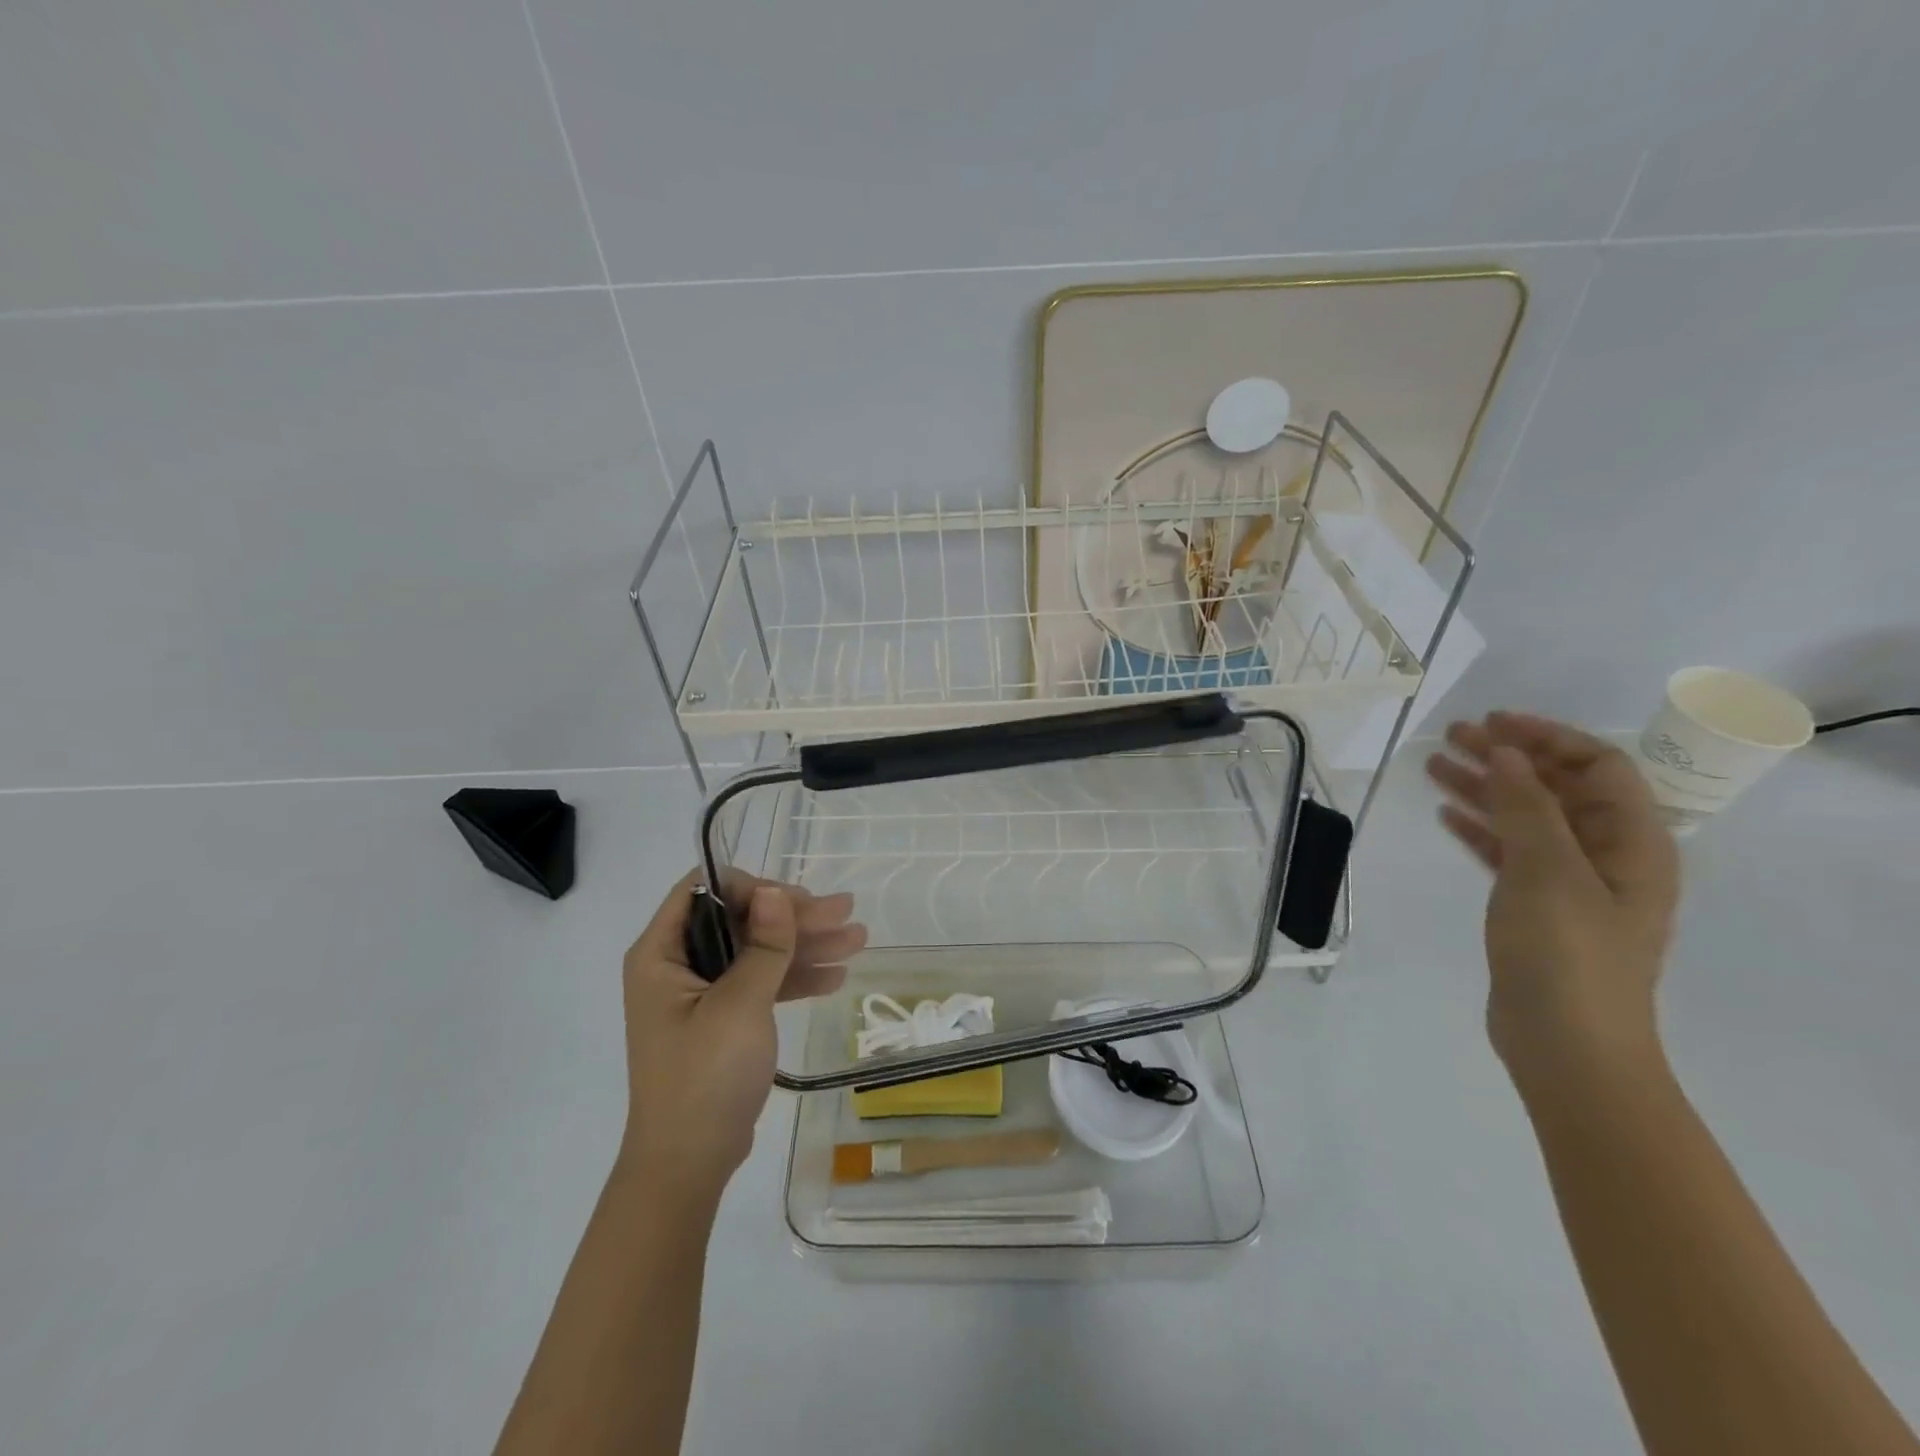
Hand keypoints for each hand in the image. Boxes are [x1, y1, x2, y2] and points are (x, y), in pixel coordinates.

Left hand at [617, 871, 866, 1206]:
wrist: (689, 1165)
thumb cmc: (705, 1076)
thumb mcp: (740, 1004)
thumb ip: (764, 945)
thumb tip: (775, 891)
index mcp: (661, 954)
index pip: (702, 892)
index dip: (751, 888)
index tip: (796, 901)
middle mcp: (678, 966)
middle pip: (741, 921)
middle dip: (795, 917)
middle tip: (845, 912)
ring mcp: (702, 995)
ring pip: (758, 952)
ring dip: (805, 945)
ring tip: (858, 938)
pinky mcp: (722, 1020)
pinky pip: (761, 984)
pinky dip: (795, 978)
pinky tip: (835, 976)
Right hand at [1426, 712, 1680, 1087]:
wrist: (1567, 1045)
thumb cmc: (1568, 955)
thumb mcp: (1548, 873)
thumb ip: (1528, 809)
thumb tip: (1508, 754)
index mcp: (1632, 844)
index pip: (1598, 767)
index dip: (1547, 738)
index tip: (1492, 723)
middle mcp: (1607, 856)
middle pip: (1557, 789)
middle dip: (1507, 758)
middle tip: (1452, 737)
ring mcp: (1570, 883)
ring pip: (1525, 818)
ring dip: (1485, 788)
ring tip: (1434, 766)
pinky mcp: (1536, 907)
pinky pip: (1508, 851)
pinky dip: (1480, 828)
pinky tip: (1446, 814)